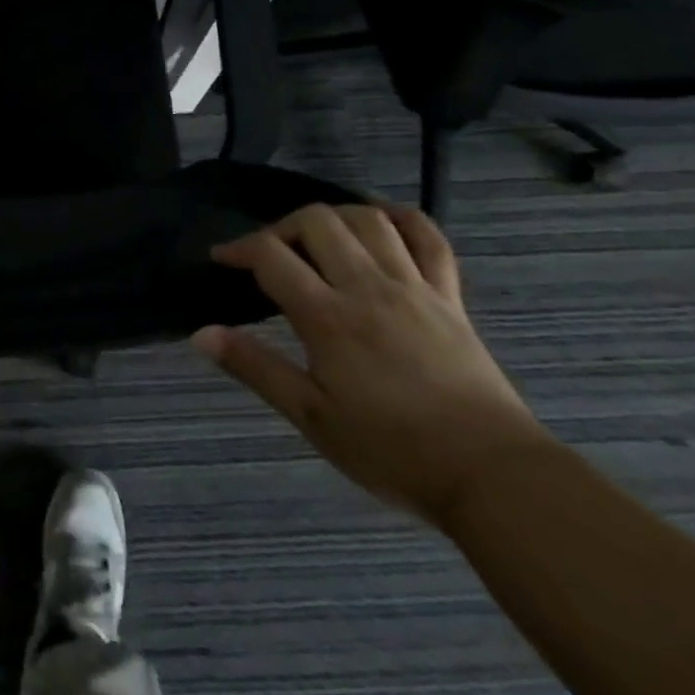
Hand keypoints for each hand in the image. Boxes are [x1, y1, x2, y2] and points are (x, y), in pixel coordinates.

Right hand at [192, 202, 554, 526]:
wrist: (494, 478)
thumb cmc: (394, 451)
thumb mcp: (313, 417)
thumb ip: (255, 368)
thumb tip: (200, 334)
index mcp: (328, 316)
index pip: (271, 255)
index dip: (239, 247)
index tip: (223, 259)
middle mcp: (367, 287)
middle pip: (316, 221)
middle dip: (283, 226)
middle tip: (273, 254)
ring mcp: (413, 287)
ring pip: (368, 219)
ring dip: (335, 217)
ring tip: (320, 239)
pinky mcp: (450, 297)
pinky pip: (429, 238)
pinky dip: (403, 219)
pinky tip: (382, 223)